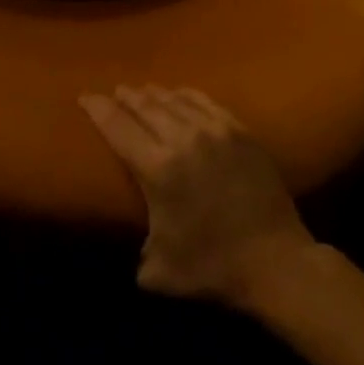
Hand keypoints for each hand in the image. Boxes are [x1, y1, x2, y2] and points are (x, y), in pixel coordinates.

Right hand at [82, 85, 320, 313]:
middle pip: (144, 105)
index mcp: (157, 169)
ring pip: (173, 99)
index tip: (85, 97)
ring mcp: (213, 131)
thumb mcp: (162, 272)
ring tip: (142, 92)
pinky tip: (178, 93)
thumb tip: (130, 252)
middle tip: (114, 92)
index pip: (117, 126)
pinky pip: (204, 101)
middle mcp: (182, 139)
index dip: (97, 108)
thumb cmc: (215, 269)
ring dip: (152, 93)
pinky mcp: (239, 131)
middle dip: (125, 97)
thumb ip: (137, 256)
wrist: (278, 264)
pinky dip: (185, 94)